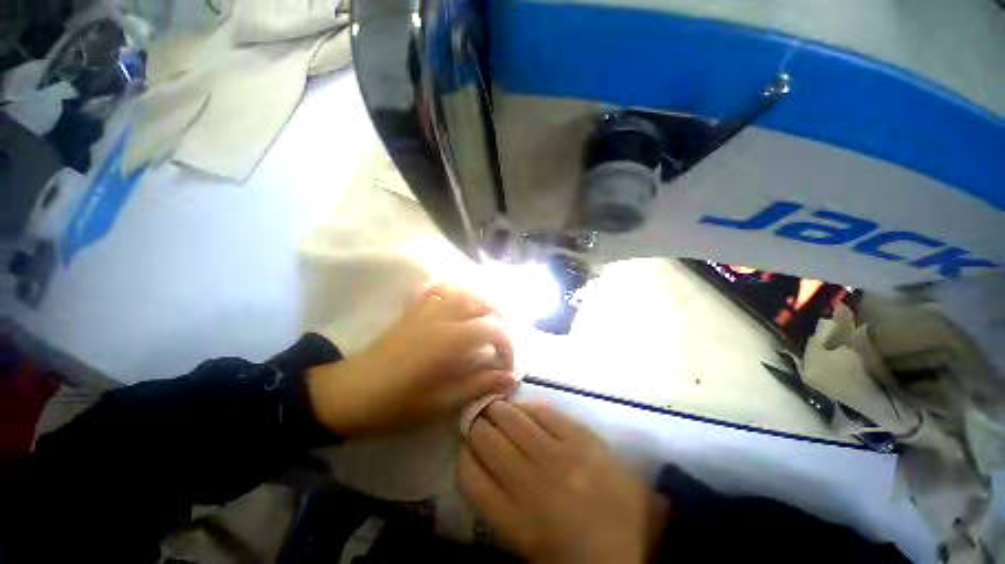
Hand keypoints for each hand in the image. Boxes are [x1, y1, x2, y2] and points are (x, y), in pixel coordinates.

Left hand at [307, 283, 518, 437]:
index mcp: (450, 339)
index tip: (507, 366)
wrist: (350, 394)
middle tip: (504, 339)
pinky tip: (457, 300)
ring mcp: (425, 309)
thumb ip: (480, 384)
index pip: (493, 329)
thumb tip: (511, 378)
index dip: (507, 345)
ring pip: (462, 291)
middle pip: (481, 302)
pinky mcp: (413, 310)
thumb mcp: (442, 402)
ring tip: (487, 319)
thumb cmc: (397, 404)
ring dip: (480, 302)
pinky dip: (452, 290)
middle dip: (500, 318)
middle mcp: (442, 316)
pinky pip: (436, 288)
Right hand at [457, 401, 661, 563]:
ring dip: (497, 409)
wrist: (636, 546)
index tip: (465, 445)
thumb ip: (495, 502)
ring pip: (513, 419)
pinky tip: (522, 409)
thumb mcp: (525, 542)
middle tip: (476, 417)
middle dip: (476, 424)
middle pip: (488, 440)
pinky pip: (545, 412)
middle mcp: (535, 486)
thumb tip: (476, 457)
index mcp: (517, 522)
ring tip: (494, 406)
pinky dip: (527, 407)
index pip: (470, 474)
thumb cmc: (573, 552)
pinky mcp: (584, 439)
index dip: (463, 453)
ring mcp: (563, 457)